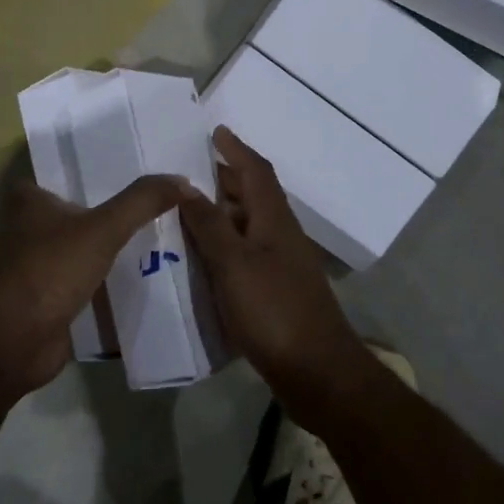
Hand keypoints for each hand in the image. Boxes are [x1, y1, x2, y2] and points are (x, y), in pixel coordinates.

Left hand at [0, 173, 191, 409]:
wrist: (17, 339)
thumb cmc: (52, 269)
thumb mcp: (104, 228)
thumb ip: (142, 202)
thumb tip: (184, 181)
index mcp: (27, 203)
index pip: (56, 176)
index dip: (85, 174)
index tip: (122, 173)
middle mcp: (23, 231)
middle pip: (68, 214)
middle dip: (100, 214)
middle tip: (146, 207)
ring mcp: (31, 268)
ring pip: (73, 251)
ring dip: (100, 252)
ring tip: (149, 242)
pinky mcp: (42, 300)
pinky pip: (77, 284)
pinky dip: (98, 284)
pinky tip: (133, 281)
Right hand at [180, 126, 378, 426]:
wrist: (317, 372)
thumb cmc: (274, 311)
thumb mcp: (234, 264)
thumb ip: (209, 225)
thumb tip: (185, 185)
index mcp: (274, 221)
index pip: (256, 172)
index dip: (236, 150)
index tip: (215, 132)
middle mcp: (281, 236)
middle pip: (253, 196)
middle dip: (225, 179)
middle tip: (187, 173)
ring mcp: (282, 266)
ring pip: (248, 227)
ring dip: (222, 214)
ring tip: (185, 212)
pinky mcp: (276, 293)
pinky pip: (246, 256)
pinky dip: (224, 247)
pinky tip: (202, 260)